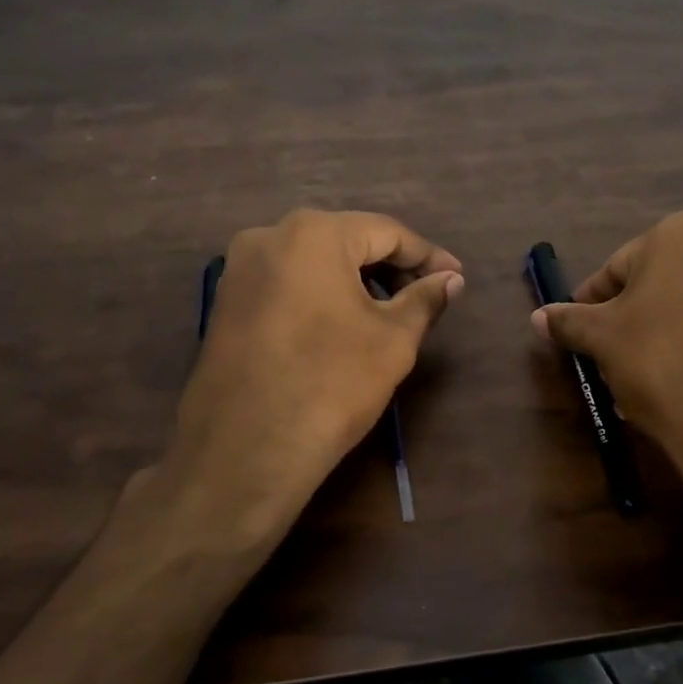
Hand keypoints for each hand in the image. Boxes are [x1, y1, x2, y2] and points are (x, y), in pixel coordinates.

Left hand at [160, 210, 463, 554]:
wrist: (245, 451)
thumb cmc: (330, 384)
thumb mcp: (393, 340)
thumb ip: (425, 299)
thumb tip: (451, 280)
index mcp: (313, 233)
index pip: (386, 232)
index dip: (428, 256)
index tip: (457, 278)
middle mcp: (269, 236)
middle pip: (347, 241)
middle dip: (391, 268)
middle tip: (426, 297)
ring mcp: (239, 269)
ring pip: (314, 262)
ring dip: (356, 281)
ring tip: (388, 313)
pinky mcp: (226, 302)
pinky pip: (287, 283)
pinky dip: (320, 295)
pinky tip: (342, 325)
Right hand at [531, 209, 682, 548]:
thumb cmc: (660, 358)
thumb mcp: (602, 338)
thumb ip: (568, 321)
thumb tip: (537, 317)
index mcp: (680, 232)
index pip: (615, 269)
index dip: (591, 306)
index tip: (578, 336)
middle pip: (652, 288)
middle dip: (625, 326)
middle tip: (605, 363)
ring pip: (682, 312)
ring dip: (653, 342)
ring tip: (633, 386)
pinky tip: (671, 391)